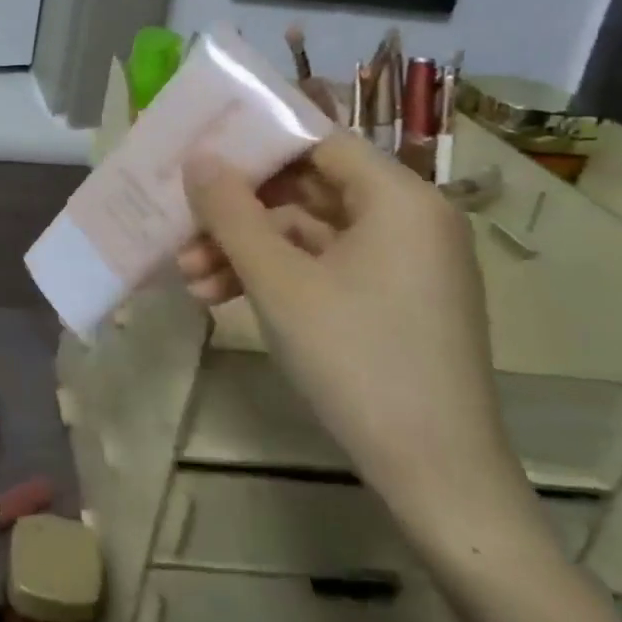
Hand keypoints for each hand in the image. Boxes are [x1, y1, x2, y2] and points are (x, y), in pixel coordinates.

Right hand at [179, 136, 533, 545]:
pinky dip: (274, 277)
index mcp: (399, 197)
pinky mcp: (391, 300)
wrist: (438, 481)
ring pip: (306, 232)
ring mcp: (402, 263)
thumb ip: (231, 212)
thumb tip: (198, 159)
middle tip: (182, 224)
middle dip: (237, 211)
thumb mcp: (278, 281)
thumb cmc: (357, 360)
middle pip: (306, 187)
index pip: (317, 140)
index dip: (255, 141)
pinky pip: (323, 267)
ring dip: (245, 250)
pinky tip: (220, 298)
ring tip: (189, 277)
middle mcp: (408, 219)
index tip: (200, 152)